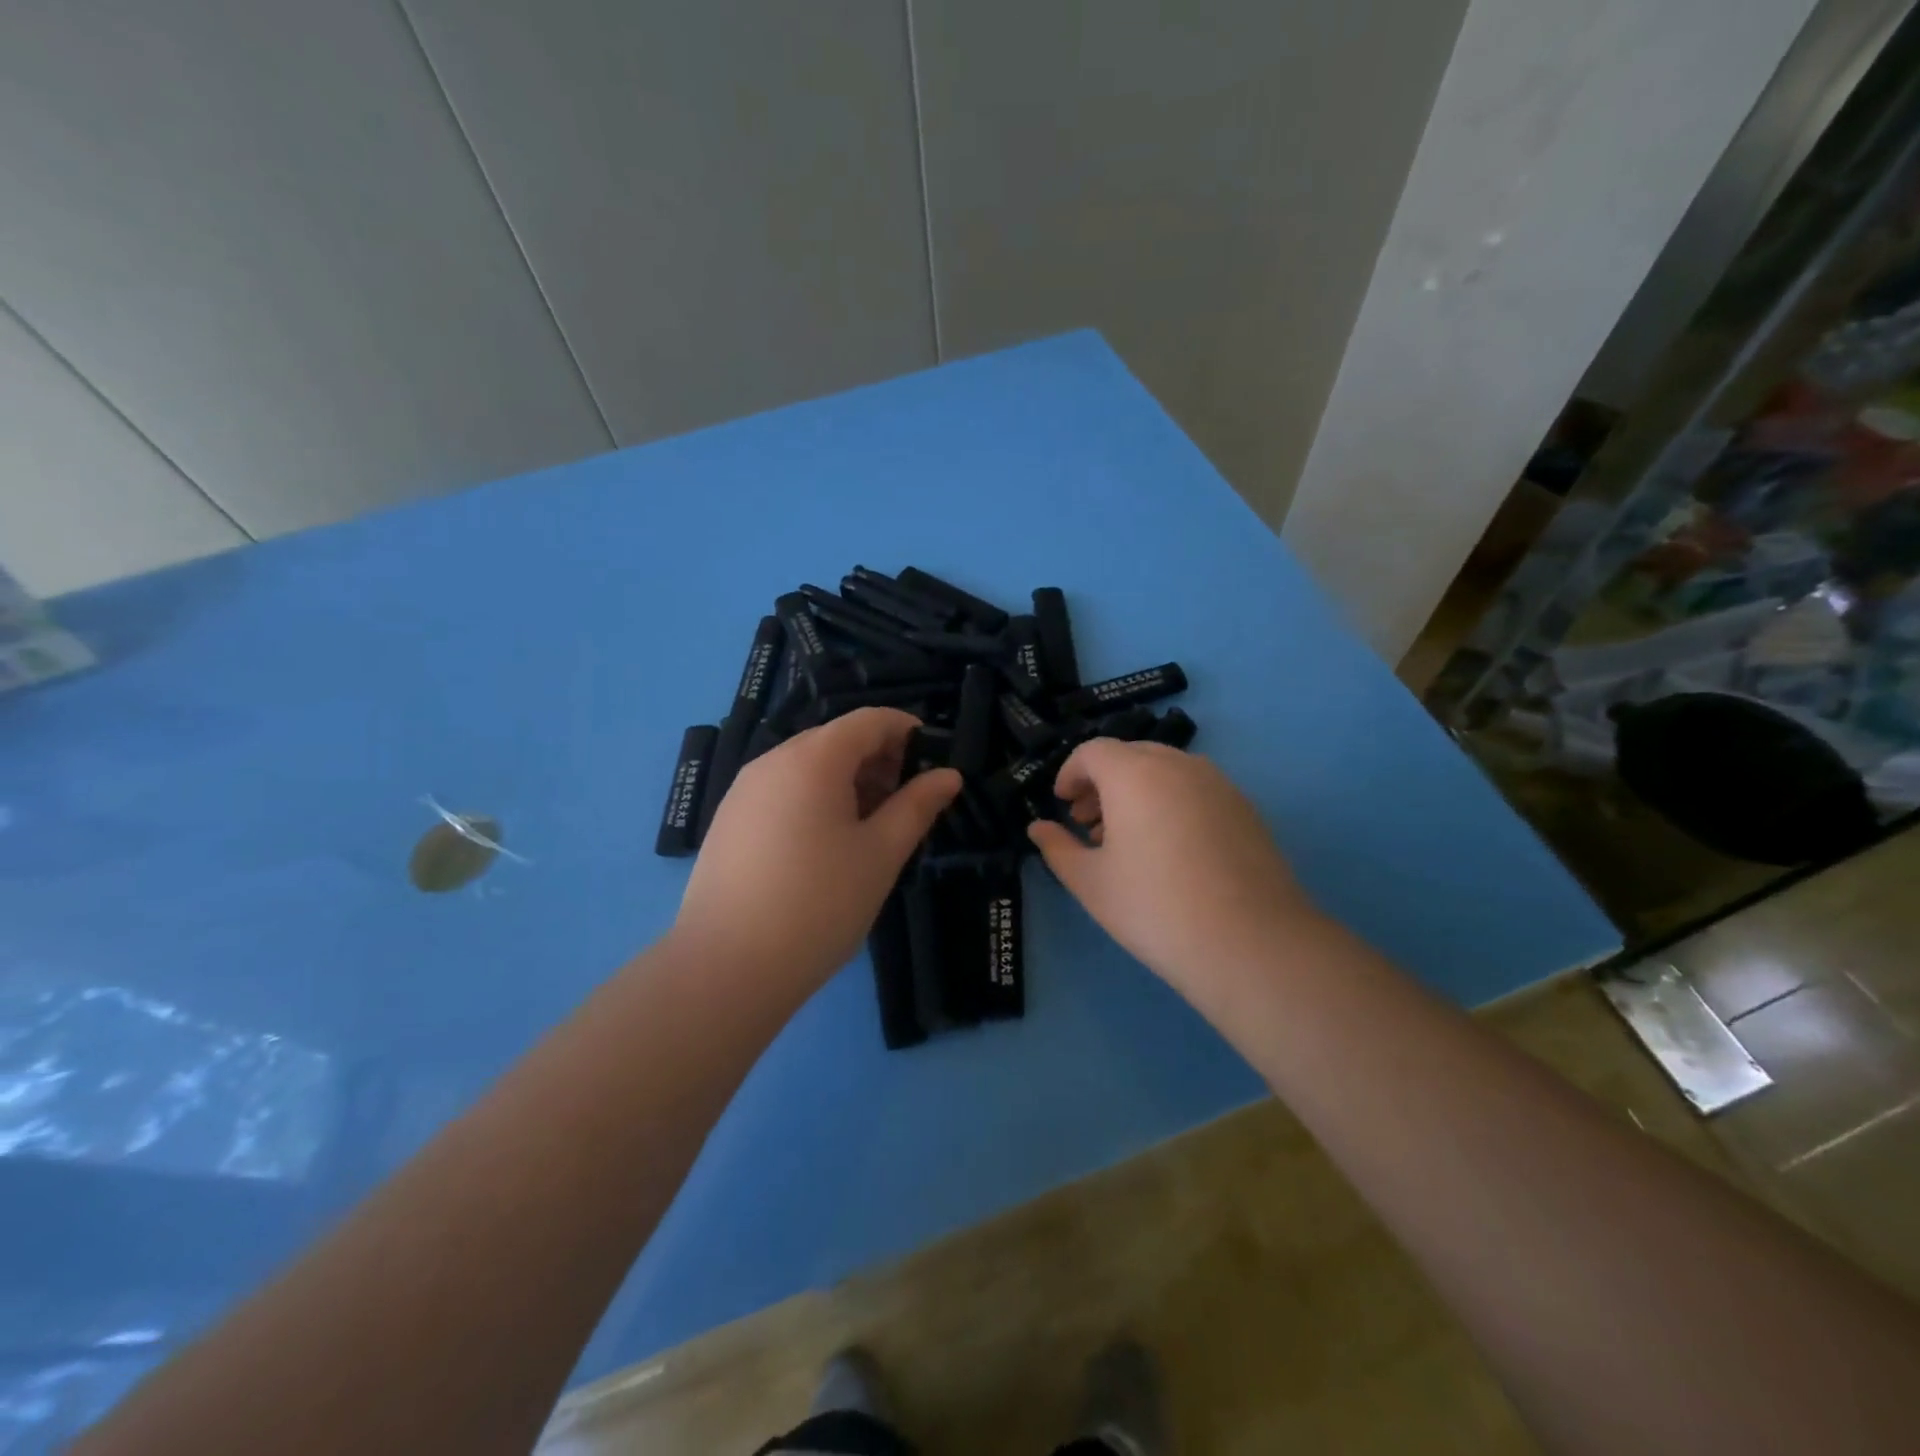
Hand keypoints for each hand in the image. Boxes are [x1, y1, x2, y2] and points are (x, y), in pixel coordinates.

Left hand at [673, 708, 960, 991]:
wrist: (726, 967)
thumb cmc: (819, 903)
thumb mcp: (881, 853)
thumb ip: (917, 806)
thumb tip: (949, 775)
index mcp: (813, 758)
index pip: (869, 720)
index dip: (907, 731)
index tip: (934, 761)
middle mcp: (772, 761)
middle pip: (836, 739)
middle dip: (878, 759)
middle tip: (907, 802)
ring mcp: (743, 791)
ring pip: (807, 767)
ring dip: (847, 782)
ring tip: (871, 828)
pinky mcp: (728, 821)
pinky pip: (782, 791)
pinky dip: (815, 800)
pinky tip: (827, 846)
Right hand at [1027, 740, 1322, 1003]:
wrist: (1250, 943)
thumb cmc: (1154, 908)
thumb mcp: (1091, 883)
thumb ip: (1058, 848)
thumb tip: (1038, 829)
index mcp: (1134, 774)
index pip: (1092, 751)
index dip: (1070, 773)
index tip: (1062, 804)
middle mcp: (1177, 765)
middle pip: (1130, 755)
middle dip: (1102, 782)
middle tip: (1089, 823)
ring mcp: (1218, 783)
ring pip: (1165, 771)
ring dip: (1136, 792)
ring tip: (1128, 840)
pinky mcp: (1245, 807)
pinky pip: (1195, 789)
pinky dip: (1171, 802)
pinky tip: (1170, 850)